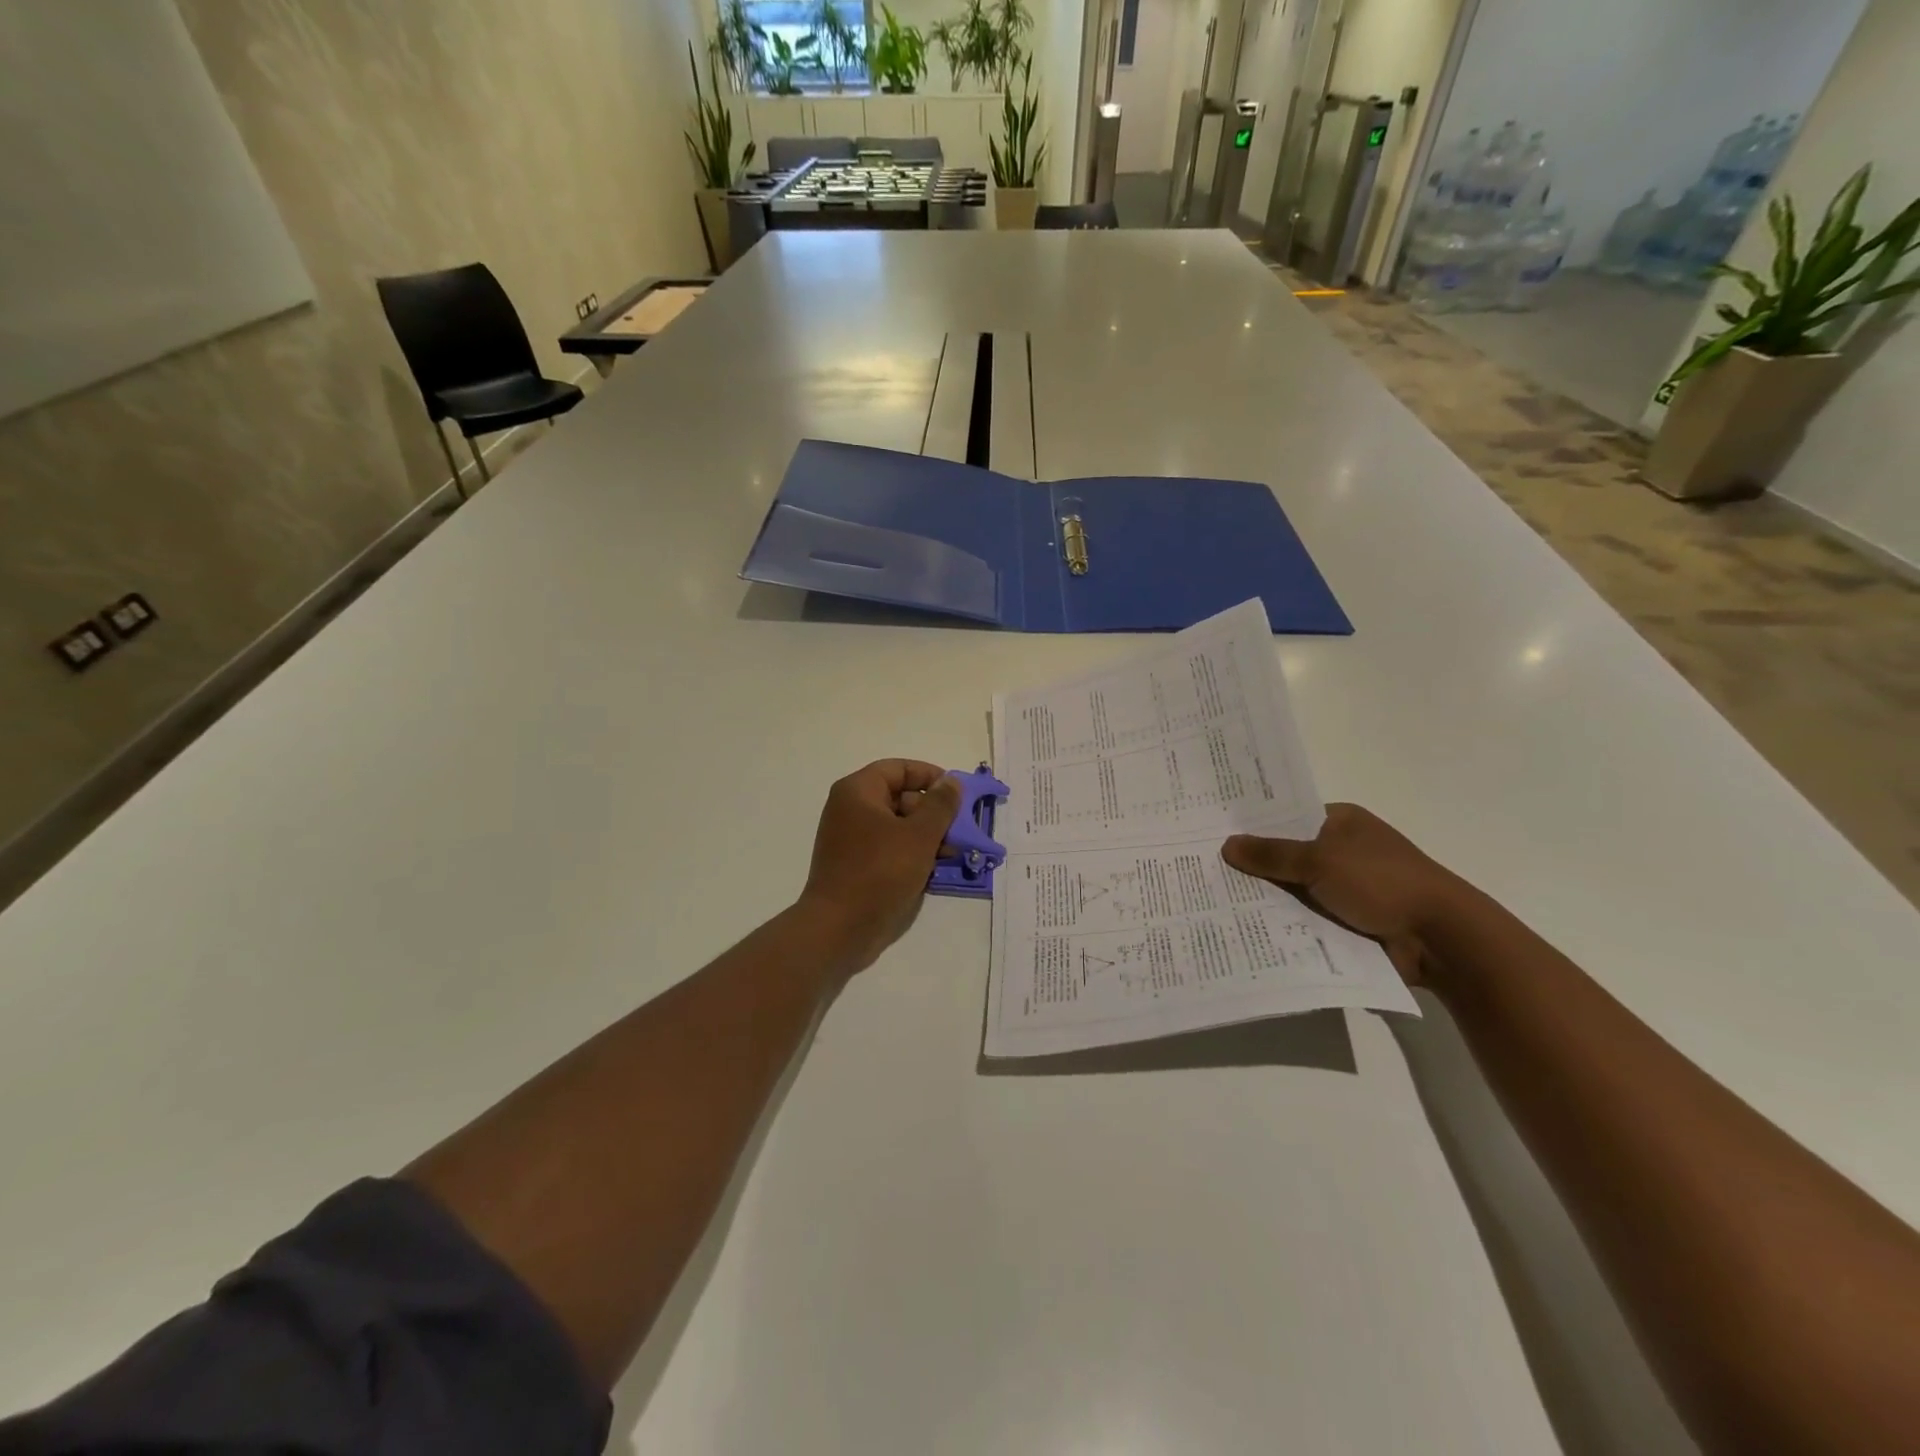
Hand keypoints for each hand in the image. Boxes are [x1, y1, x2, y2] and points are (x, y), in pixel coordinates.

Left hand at [798, 760, 962, 975]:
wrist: (839, 928)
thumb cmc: (880, 872)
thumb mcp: (919, 835)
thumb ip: (940, 805)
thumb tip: (951, 782)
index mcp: (858, 791)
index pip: (898, 769)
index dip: (930, 776)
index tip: (957, 794)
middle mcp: (850, 809)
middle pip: (899, 797)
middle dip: (932, 812)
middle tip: (959, 830)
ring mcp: (850, 838)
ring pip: (896, 825)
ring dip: (926, 836)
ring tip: (952, 854)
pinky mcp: (854, 865)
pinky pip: (888, 848)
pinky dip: (910, 853)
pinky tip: (933, 870)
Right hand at [1221, 804, 1469, 985]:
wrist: (1440, 938)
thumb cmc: (1381, 882)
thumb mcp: (1320, 861)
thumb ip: (1272, 855)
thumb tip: (1228, 845)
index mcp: (1341, 822)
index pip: (1287, 818)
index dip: (1254, 826)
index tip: (1213, 834)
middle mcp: (1342, 850)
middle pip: (1287, 855)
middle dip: (1254, 866)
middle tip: (1205, 869)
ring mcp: (1347, 888)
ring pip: (1295, 890)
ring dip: (1268, 899)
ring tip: (1215, 902)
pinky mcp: (1350, 921)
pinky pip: (1307, 919)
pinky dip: (1287, 924)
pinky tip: (1248, 929)